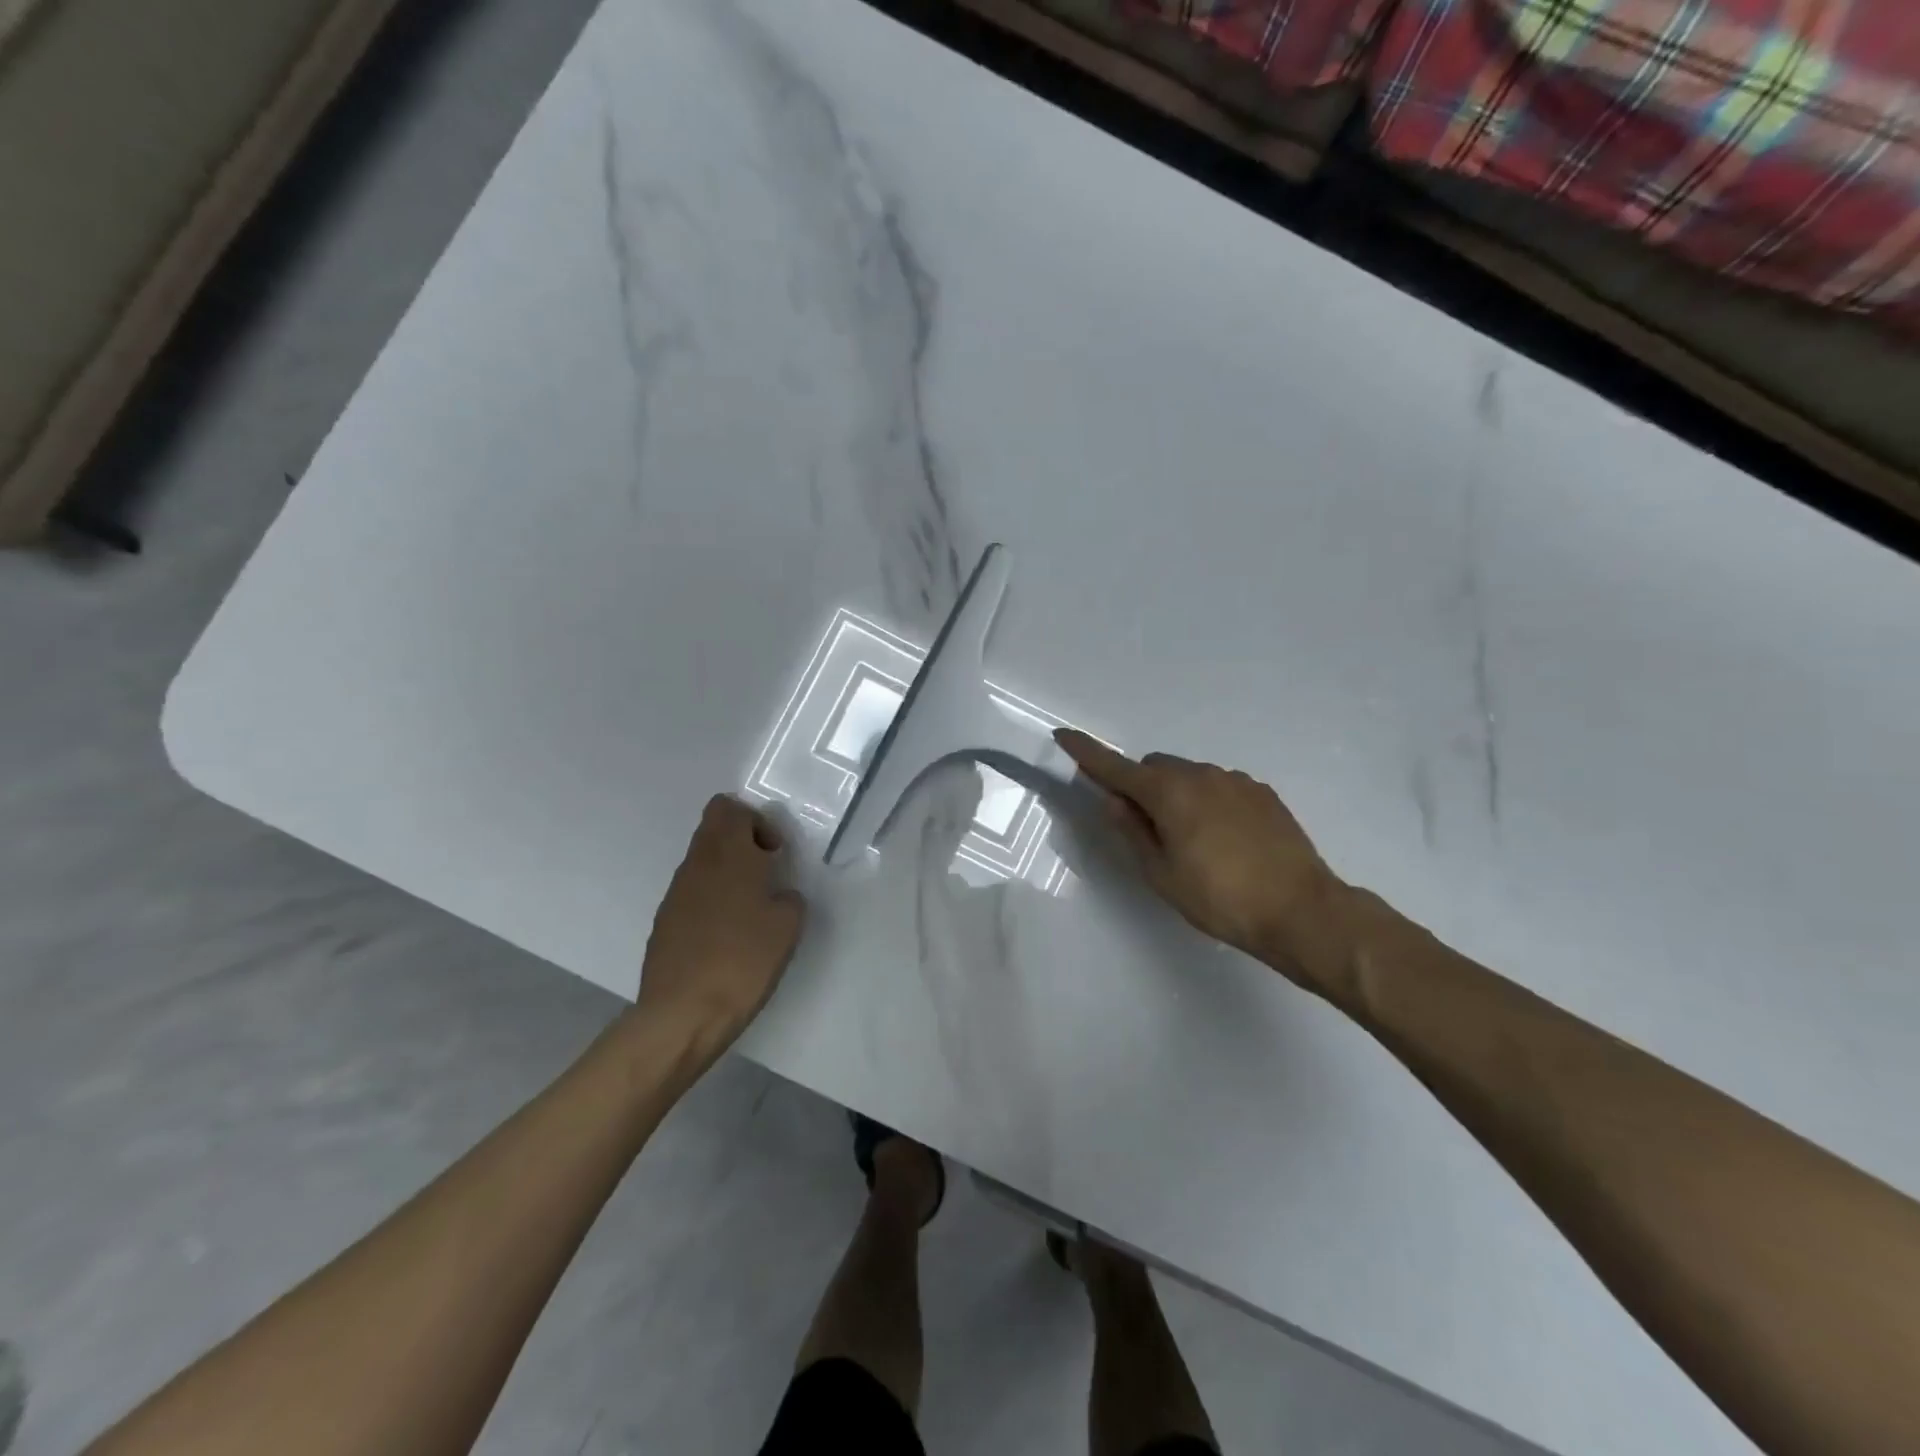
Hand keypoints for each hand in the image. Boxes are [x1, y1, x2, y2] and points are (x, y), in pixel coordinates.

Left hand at [630, 795, 806, 1066]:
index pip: (730, 808)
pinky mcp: (664, 922)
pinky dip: (712, 900)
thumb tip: (778, 895)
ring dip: (727, 871)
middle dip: (742, 841)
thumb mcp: (787, 927)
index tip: (775, 855)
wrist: (682, 1015)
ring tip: (750, 910)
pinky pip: (692, 892)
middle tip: (767, 875)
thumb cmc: (742, 960)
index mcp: (728, 854)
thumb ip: (788, 898)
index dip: (757, 822)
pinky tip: (727, 936)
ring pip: (702, 861)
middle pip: (713, 828)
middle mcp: (696, 864)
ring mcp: (675, 893)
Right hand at [1055, 729, 1341, 990]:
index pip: (1115, 767)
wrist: (1301, 910)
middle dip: (1141, 787)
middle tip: (1147, 830)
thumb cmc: (1219, 898)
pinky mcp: (1263, 793)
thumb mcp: (1161, 874)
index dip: (1086, 752)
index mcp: (1169, 793)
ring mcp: (1236, 781)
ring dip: (1177, 795)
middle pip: (1155, 768)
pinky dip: (1208, 801)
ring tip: (1193, 842)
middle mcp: (1201, 775)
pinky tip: (1225, 840)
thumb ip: (1132, 831)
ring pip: (1190, 776)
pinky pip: (1220, 786)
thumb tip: (1113, 800)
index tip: (1064, 735)